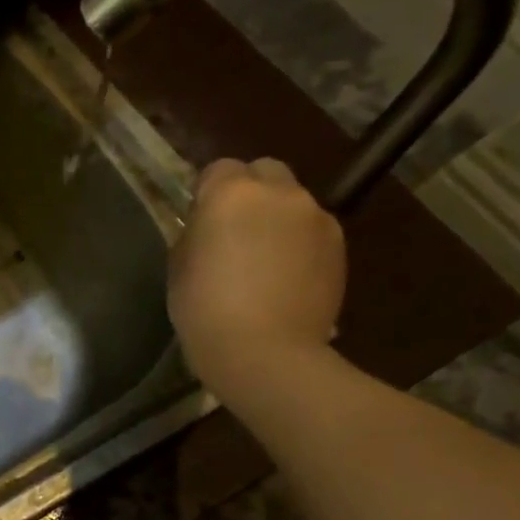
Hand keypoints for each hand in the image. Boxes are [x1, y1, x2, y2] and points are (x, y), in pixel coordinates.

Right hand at [167, 157, 345, 404]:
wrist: (264, 351)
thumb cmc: (204, 308)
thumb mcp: (179, 263)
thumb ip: (198, 230)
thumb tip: (211, 225)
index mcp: (231, 193)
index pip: (219, 168)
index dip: (208, 192)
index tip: (201, 221)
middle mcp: (280, 193)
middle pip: (265, 171)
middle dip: (250, 191)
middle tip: (234, 231)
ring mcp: (316, 217)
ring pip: (292, 201)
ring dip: (277, 218)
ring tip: (263, 259)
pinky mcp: (339, 245)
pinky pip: (312, 229)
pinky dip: (298, 242)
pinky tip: (285, 276)